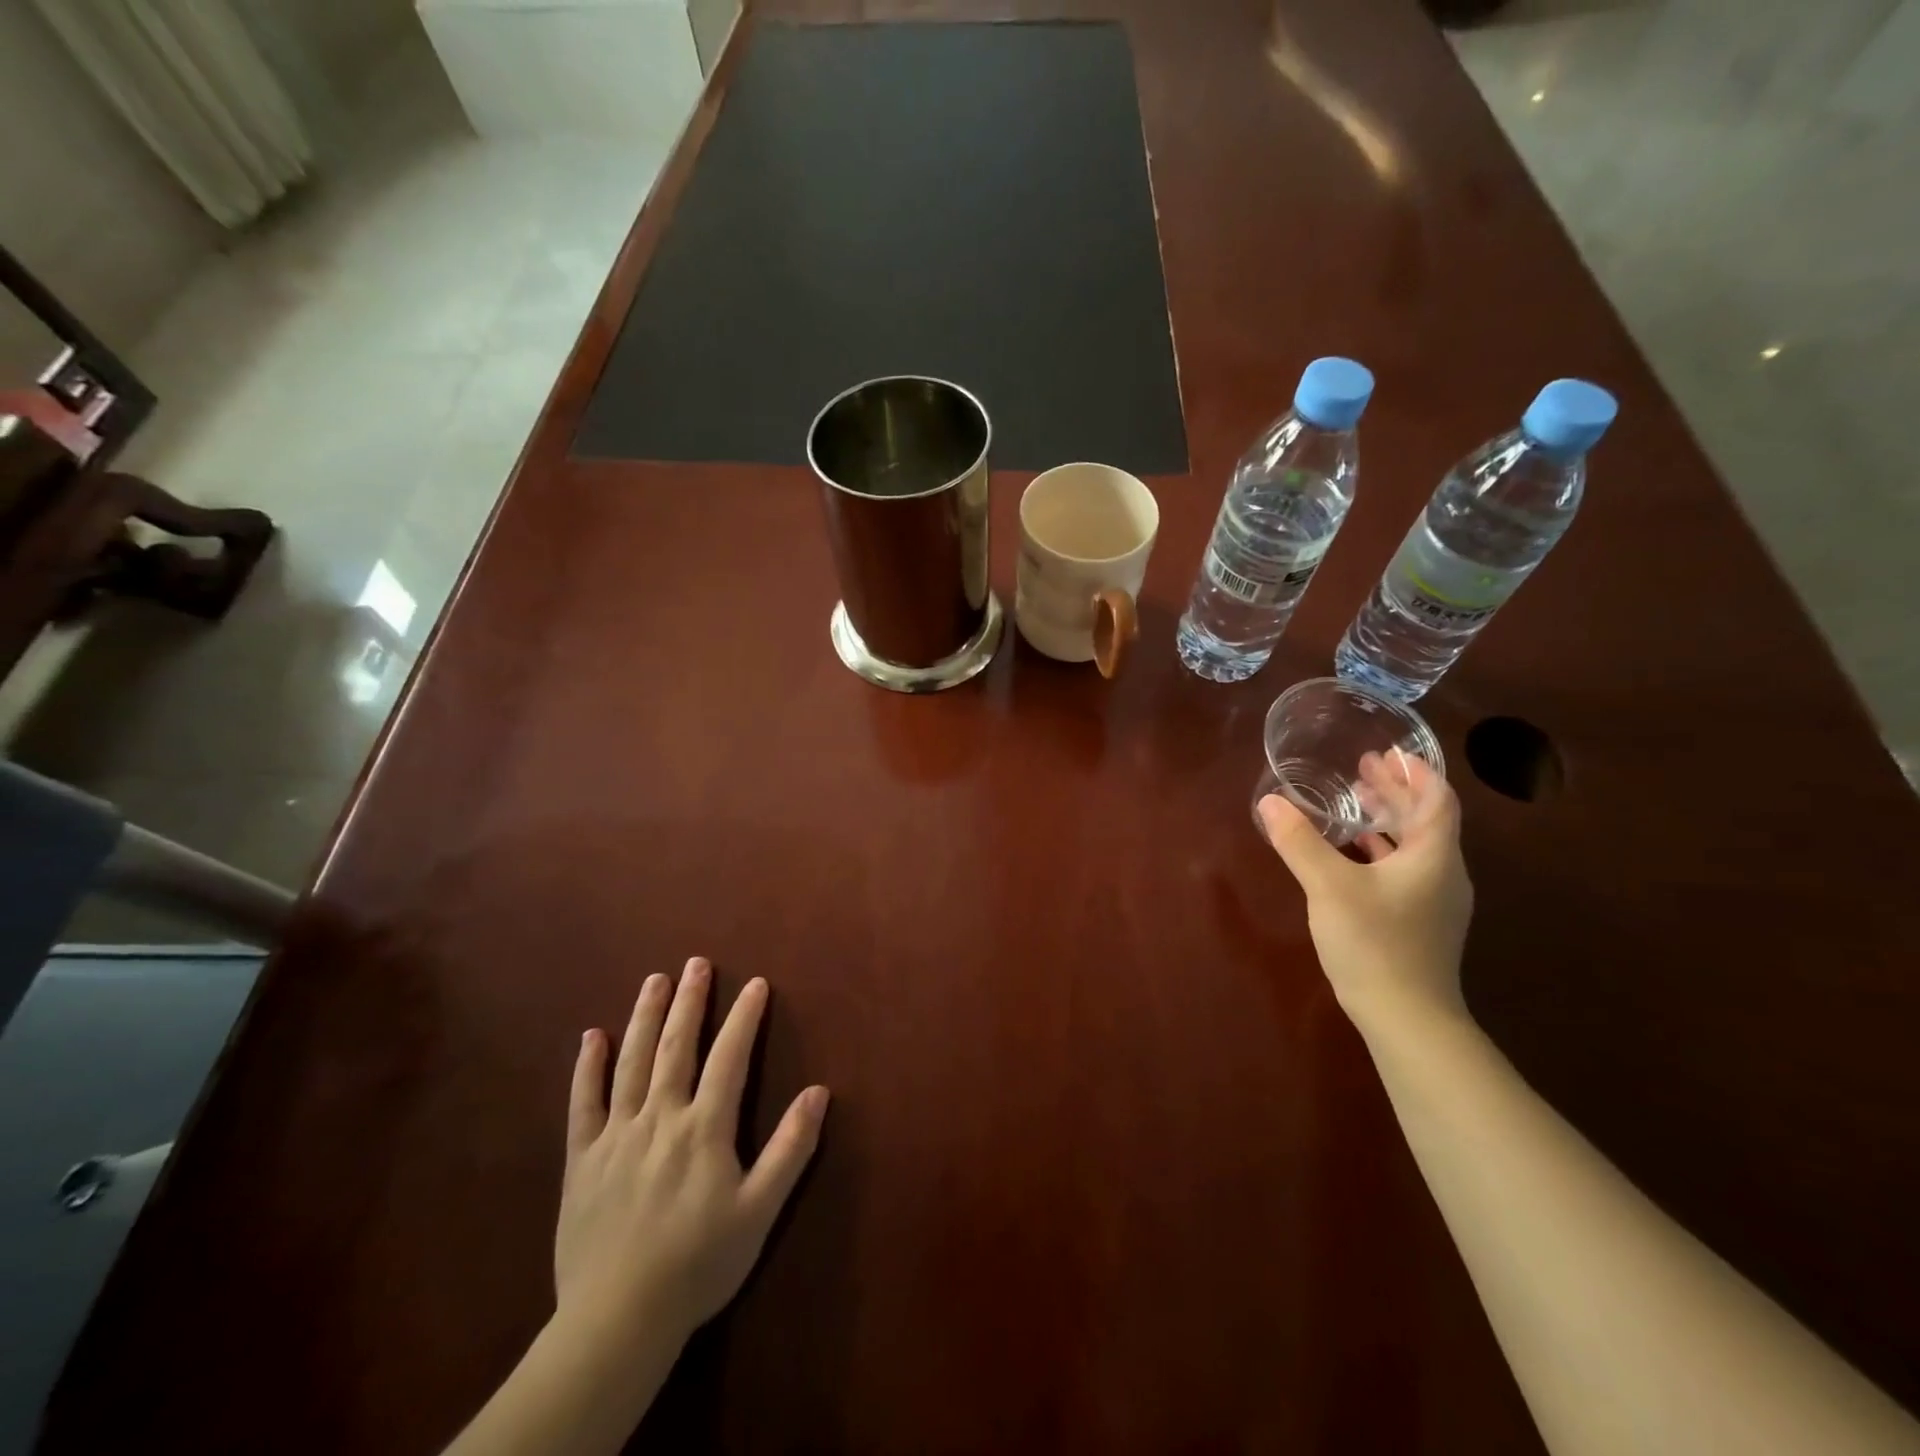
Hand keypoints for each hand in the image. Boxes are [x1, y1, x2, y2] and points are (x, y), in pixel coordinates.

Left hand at [555, 958, 829, 1355]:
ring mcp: (616, 1136)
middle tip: (697, 963)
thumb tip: (819, 1091)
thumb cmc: (698, 1264)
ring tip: (655, 980)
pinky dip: (586, 1068)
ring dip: (644, 1017)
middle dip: (689, 1001)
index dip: (744, 1017)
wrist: (617, 1322)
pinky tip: (591, 1036)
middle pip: (675, 1047)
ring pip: (631, 1063)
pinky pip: (581, 1104)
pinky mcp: (581, 1160)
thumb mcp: (759, 1211)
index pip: (729, 1057)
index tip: (756, 983)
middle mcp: (659, 1118)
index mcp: (703, 1128)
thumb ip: (790, 1148)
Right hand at [1257, 751, 1473, 1036]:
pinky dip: (1381, 850)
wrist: (1407, 1018)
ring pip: (1415, 846)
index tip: (1389, 752)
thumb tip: (1270, 802)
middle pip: (1426, 820)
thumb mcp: (1329, 886)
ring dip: (1388, 820)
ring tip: (1354, 802)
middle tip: (1362, 768)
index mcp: (1434, 857)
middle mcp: (1443, 873)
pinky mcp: (1419, 922)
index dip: (1416, 772)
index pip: (1438, 799)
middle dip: (1395, 792)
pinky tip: (1353, 853)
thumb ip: (1299, 842)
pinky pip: (1404, 870)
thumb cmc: (1375, 943)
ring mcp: (1434, 901)